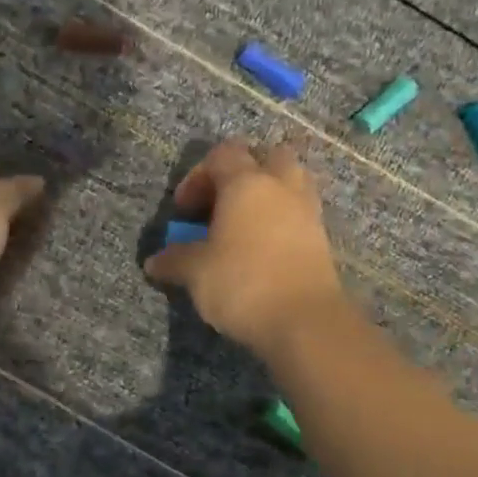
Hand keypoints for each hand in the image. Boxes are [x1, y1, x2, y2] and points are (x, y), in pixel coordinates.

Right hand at [142, 140, 346, 355]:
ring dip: (268, 195)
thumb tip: (155, 261)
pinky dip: (282, 220)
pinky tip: (264, 248)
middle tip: (222, 204)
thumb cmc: (243, 283)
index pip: (222, 154)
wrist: (306, 321)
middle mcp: (281, 187)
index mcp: (246, 183)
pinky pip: (300, 213)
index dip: (197, 176)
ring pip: (290, 182)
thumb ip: (175, 259)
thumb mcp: (196, 272)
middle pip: (267, 156)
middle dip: (244, 173)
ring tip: (245, 226)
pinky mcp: (322, 238)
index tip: (184, 211)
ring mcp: (307, 211)